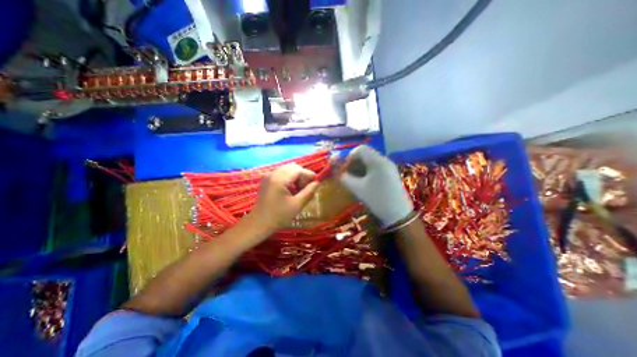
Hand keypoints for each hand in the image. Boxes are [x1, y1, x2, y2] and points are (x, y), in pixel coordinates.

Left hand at [247, 163, 317, 230]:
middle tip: (306, 188)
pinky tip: (291, 190)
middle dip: (302, 175)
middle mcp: (273, 173)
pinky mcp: (267, 179)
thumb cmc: (278, 216)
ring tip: (299, 190)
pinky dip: (289, 178)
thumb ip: (308, 192)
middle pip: (293, 167)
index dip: (309, 175)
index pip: (298, 170)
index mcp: (279, 179)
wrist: (258, 223)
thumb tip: (317, 183)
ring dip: (296, 176)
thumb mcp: (297, 205)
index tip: (316, 183)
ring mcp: (268, 175)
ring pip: (288, 169)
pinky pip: (282, 173)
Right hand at [339, 146, 413, 226]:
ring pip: (370, 160)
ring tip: (354, 179)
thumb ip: (344, 178)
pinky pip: (376, 166)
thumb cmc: (377, 200)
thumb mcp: (358, 189)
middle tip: (347, 174)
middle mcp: (384, 160)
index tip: (344, 169)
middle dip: (354, 162)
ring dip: (360, 167)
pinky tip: (364, 181)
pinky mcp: (391, 173)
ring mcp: (389, 166)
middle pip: (365, 154)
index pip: (360, 149)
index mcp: (377, 161)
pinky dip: (367, 170)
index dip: (349, 157)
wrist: (399, 215)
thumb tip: (336, 171)